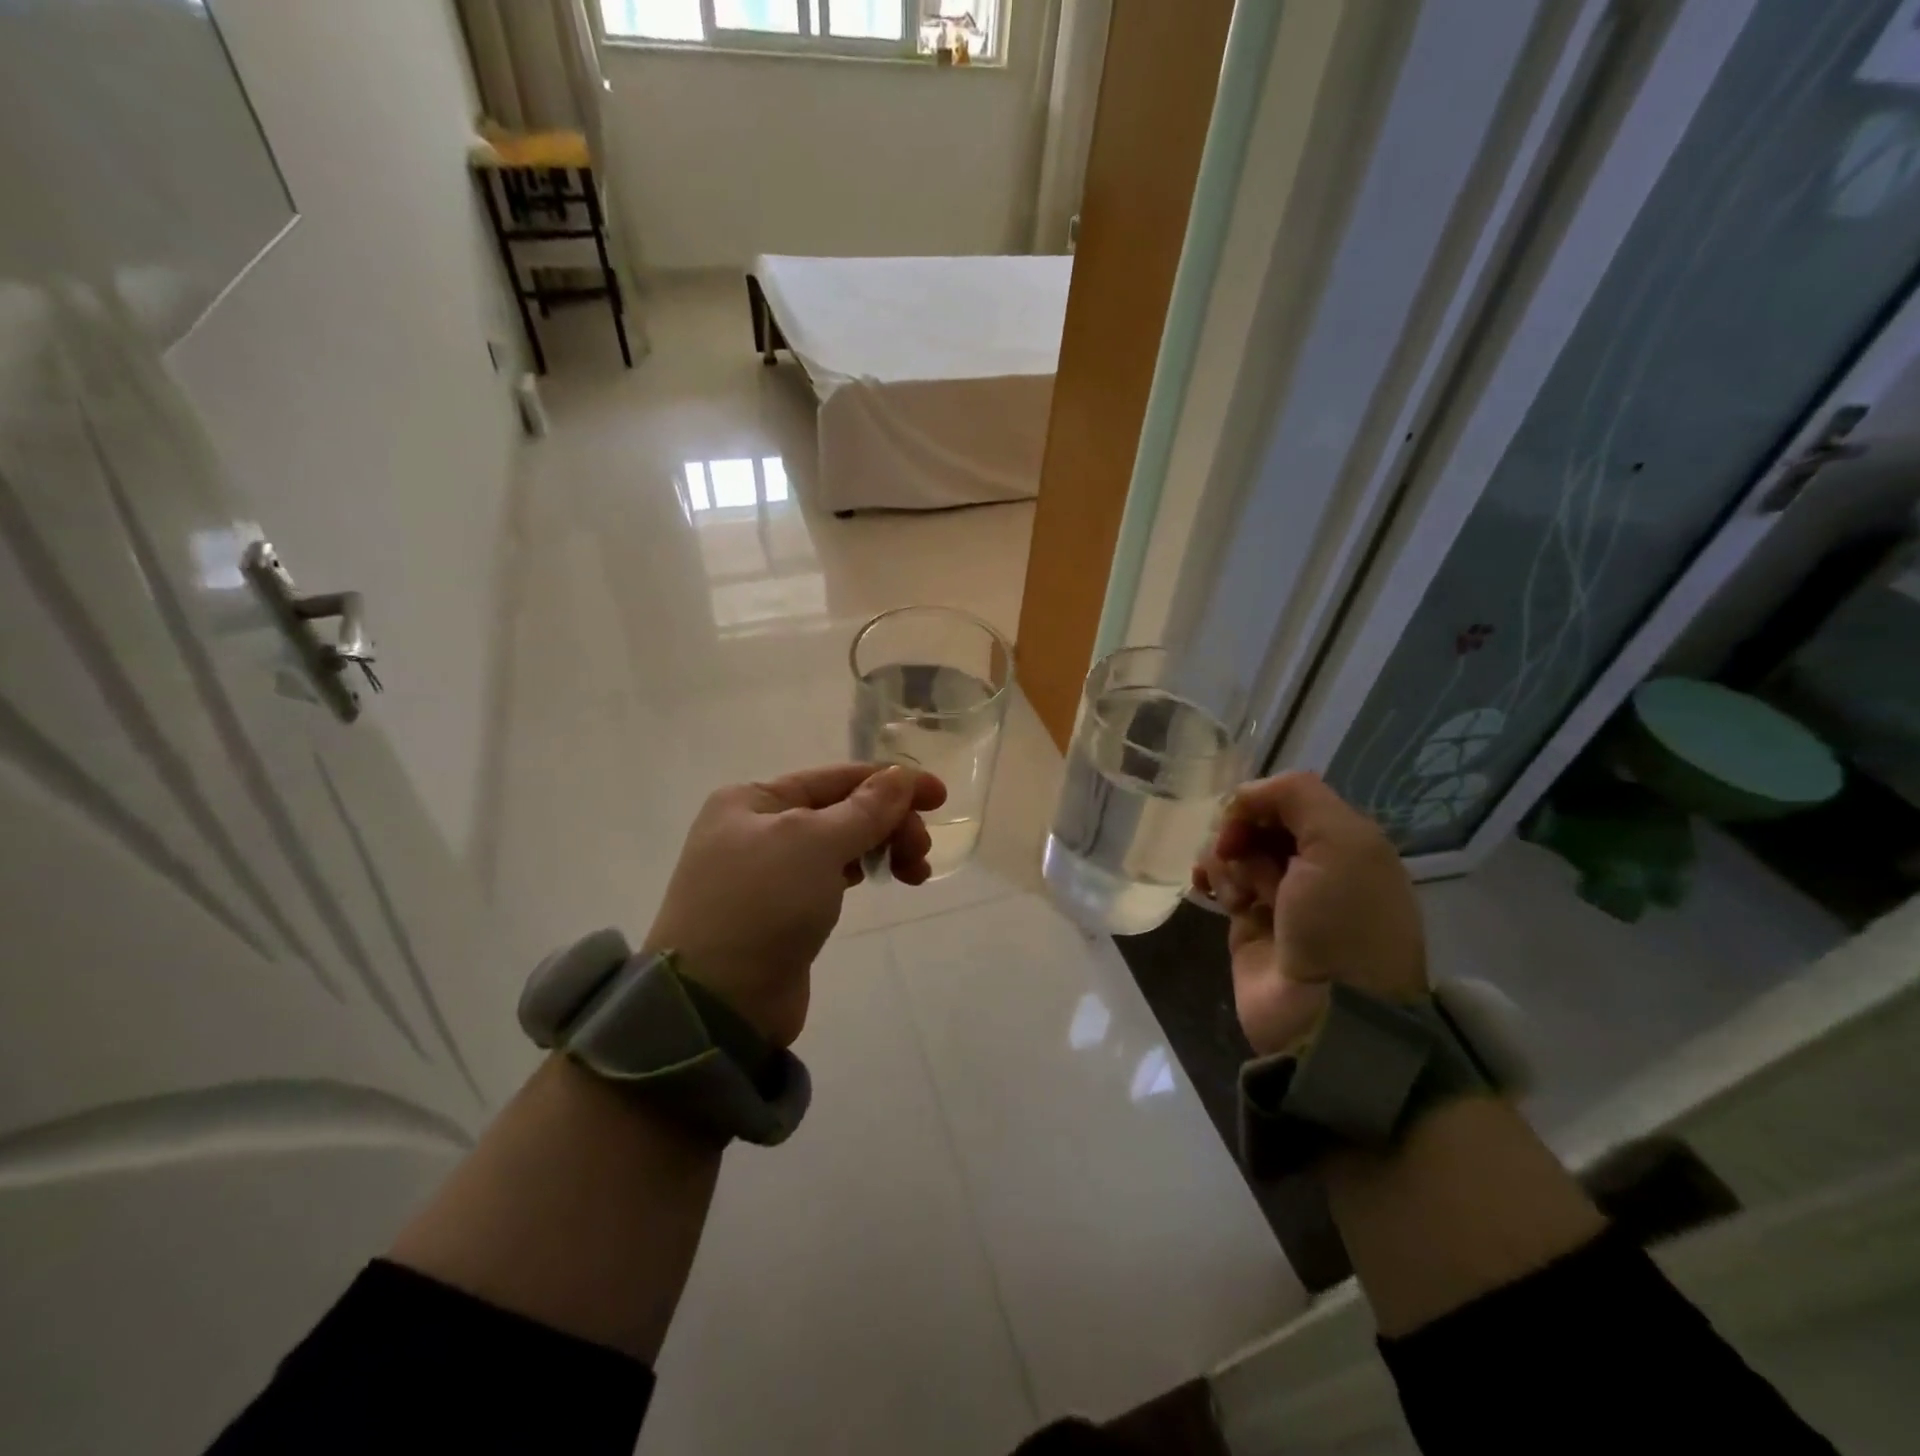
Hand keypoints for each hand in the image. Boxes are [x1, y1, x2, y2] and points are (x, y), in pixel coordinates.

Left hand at [644, 764, 946, 1046]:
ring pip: (840, 842)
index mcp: (753, 799)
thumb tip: (900, 776)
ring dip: (882, 847)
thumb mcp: (816, 844)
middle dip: (889, 822)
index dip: (892, 782)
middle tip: (921, 852)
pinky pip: (831, 874)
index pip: (836, 776)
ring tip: (914, 873)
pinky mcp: (781, 909)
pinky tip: (882, 879)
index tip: (940, 797)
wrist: (718, 1004)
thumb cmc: (763, 905)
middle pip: (841, 809)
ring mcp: (767, 870)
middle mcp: (756, 827)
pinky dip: (861, 871)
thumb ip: (865, 808)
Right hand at [1194, 772, 1425, 1056]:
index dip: (1262, 802)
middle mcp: (1315, 866)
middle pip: (1261, 823)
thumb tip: (1244, 797)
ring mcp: (1281, 896)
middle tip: (1234, 851)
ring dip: (1226, 858)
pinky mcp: (1248, 923)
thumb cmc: (1342, 921)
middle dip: (1240, 830)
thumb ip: (1297, 796)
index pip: (1292, 800)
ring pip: (1236, 850)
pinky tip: (1210, 891)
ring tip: (1234, 889)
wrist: (1328, 1012)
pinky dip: (1213, 878)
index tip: (1243, 817)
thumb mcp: (1343, 841)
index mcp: (1347, 844)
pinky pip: (1222, 882)